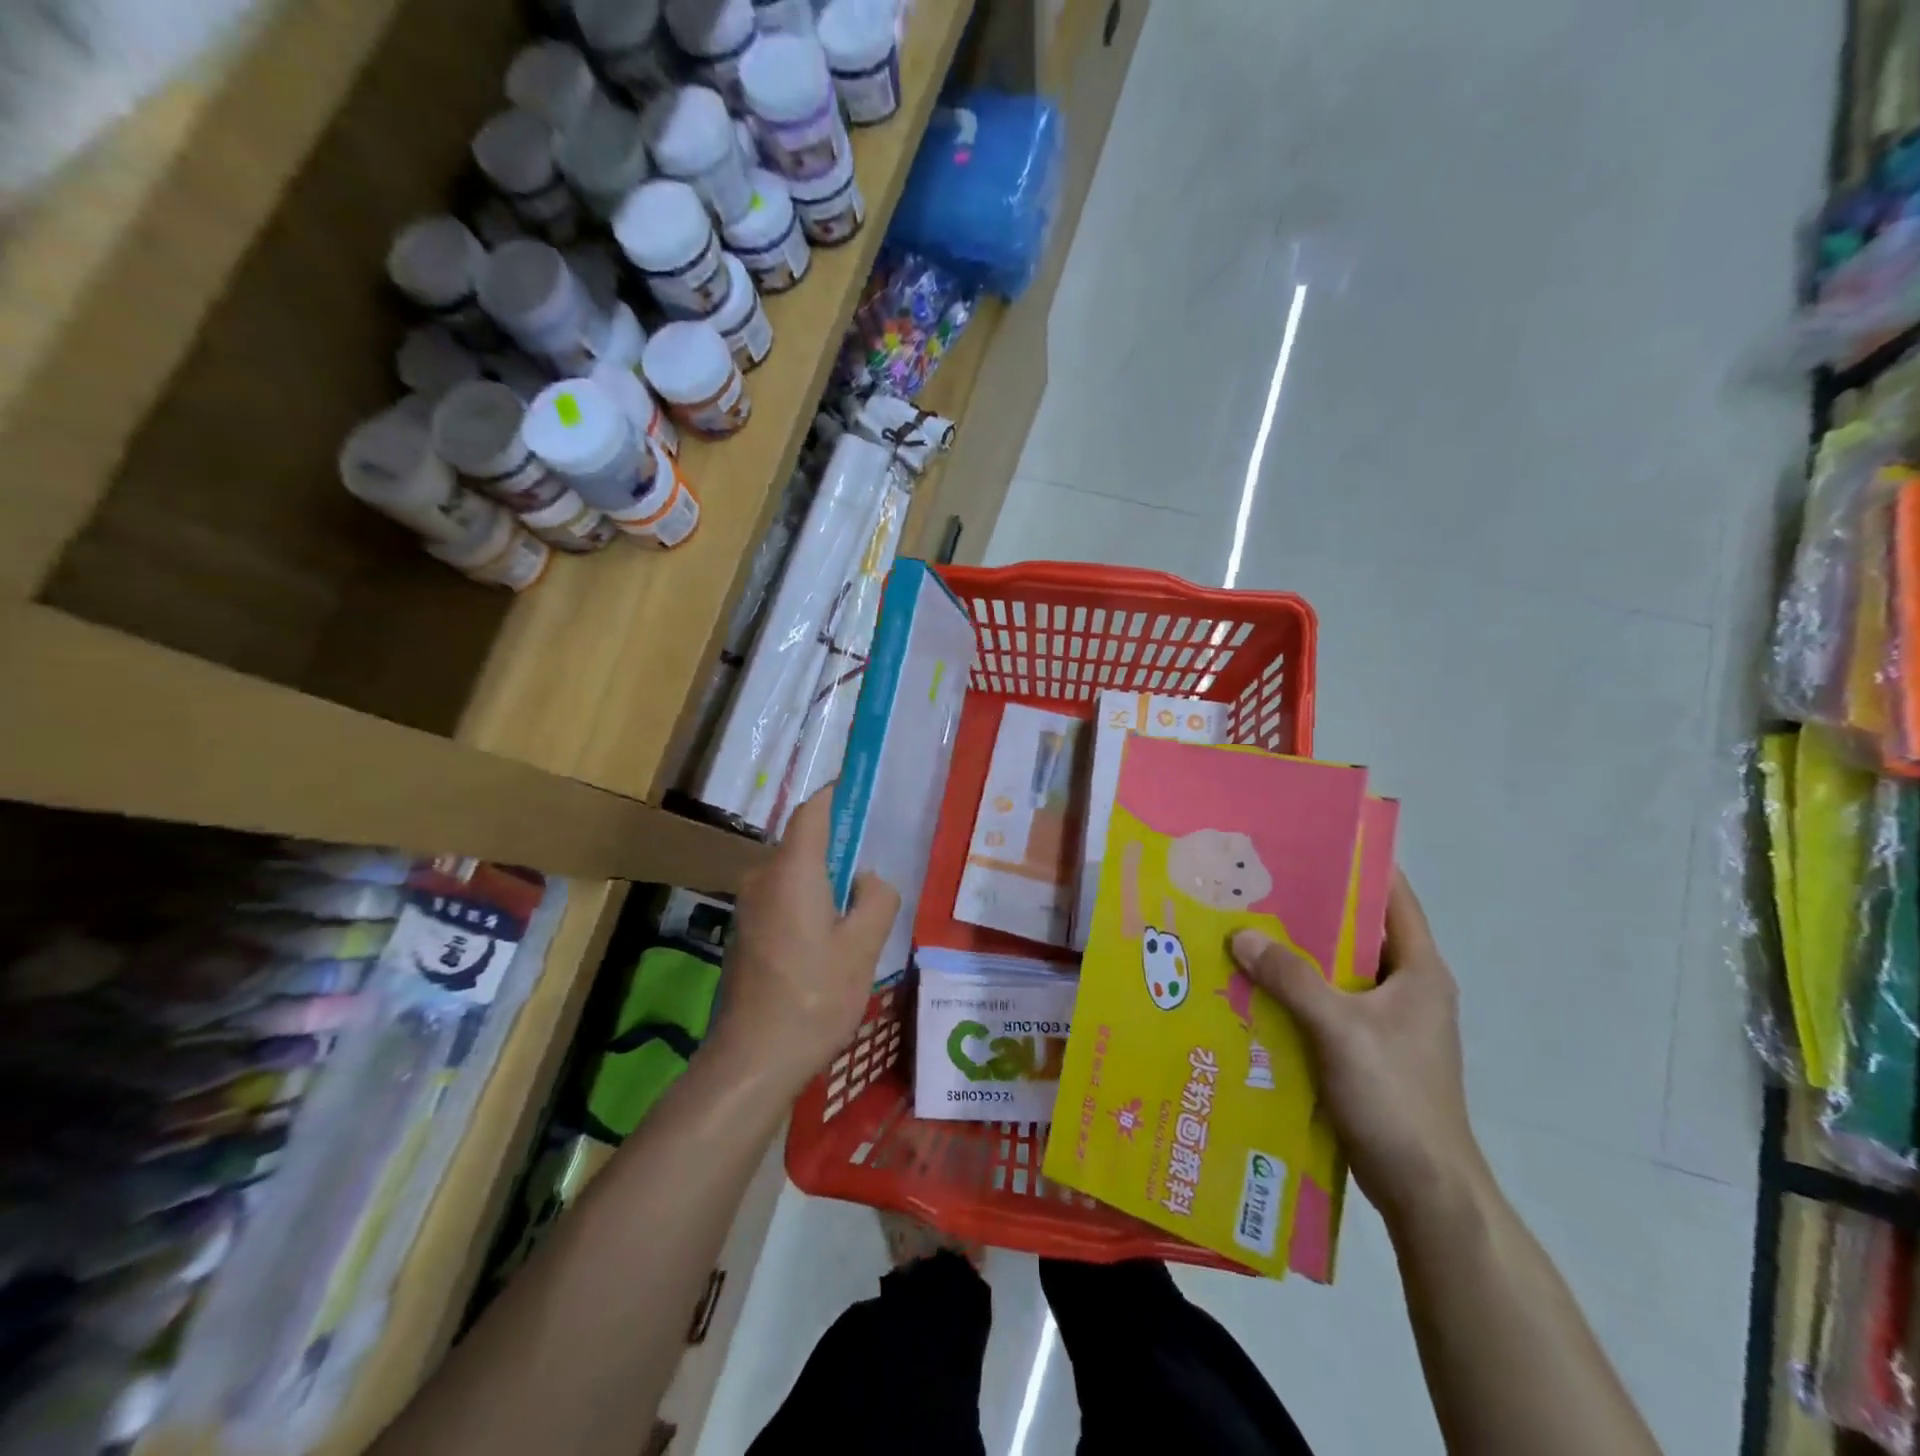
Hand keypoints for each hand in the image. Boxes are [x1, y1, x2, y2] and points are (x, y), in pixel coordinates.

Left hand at [712, 788, 901, 1095]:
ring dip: (825, 876)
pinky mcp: (745, 932)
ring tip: (860, 898)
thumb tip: (869, 879)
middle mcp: (763, 878)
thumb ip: (877, 899)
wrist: (753, 1059)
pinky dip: (808, 898)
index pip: (812, 811)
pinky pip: (783, 897)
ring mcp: (749, 906)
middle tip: (878, 855)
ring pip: (794, 873)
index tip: (864, 788)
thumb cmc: (813, 997)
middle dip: (839, 841)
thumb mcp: (863, 948)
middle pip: (803, 842)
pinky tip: (831, 930)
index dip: (837, 794)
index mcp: (792, 871)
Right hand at [1230, 872, 1487, 1228]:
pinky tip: (1251, 987)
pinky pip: (1324, 1004)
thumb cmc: (1396, 1098)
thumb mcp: (1340, 1030)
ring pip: (1335, 971)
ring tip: (1243, 928)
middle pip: (1356, 932)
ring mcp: (1387, 1023)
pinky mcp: (1366, 1052)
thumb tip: (1240, 934)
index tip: (1310, 838)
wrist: (1426, 1191)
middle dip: (1309, 908)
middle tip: (1256, 884)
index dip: (1359, 863)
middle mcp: (1407, 989)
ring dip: (1295, 953)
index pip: (1393, 897)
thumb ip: (1291, 978)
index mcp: (1419, 972)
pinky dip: (1292, 992)